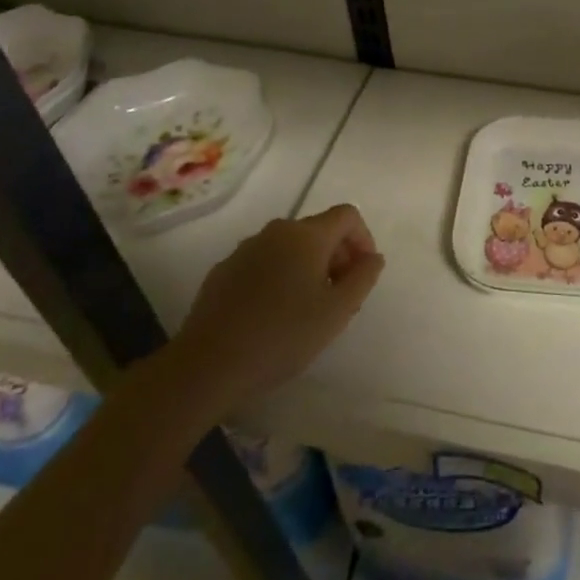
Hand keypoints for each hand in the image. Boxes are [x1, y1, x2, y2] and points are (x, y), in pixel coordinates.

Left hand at [162, 204, 384, 421]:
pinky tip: (272, 315)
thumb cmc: (282, 335)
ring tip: (307, 309)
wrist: (208, 365)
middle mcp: (277, 231)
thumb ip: (363, 278)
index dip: (363, 239)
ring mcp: (246, 249)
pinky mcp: (223, 271)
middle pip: (318, 230)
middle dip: (337, 257)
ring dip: (307, 268)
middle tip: (340, 298)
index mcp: (307, 235)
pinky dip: (278, 278)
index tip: (362, 275)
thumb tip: (372, 257)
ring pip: (289, 247)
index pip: (347, 215)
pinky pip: (263, 263)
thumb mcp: (337, 312)